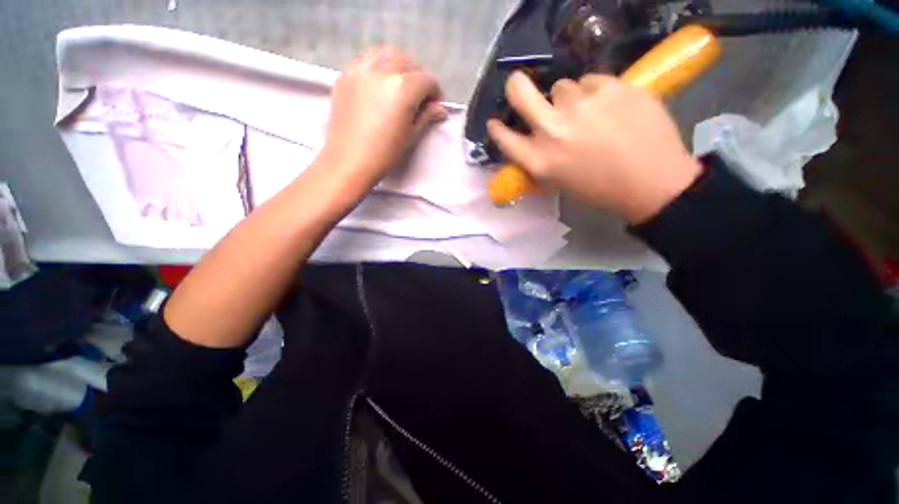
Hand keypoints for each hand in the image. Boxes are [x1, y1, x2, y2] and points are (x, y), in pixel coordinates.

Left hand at [317, 47, 446, 194]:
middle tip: (420, 98)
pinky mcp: (346, 74)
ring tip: (401, 85)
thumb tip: (441, 109)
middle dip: (419, 78)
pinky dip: (379, 64)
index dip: (435, 93)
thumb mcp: (410, 136)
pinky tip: (380, 82)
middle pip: (409, 63)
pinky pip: (368, 58)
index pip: (427, 80)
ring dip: (400, 66)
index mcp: (402, 88)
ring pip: (388, 54)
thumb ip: (426, 117)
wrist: (348, 161)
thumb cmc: (384, 154)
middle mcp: (382, 70)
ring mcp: (360, 68)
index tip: (435, 106)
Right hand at [487, 72, 701, 223]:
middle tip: (519, 86)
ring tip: (588, 112)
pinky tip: (611, 107)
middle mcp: (552, 130)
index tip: (495, 122)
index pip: (504, 138)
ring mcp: (581, 105)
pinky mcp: (610, 87)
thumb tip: (533, 139)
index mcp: (539, 160)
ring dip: (569, 98)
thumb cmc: (600, 189)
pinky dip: (595, 92)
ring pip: (562, 86)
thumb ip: (540, 159)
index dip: (497, 128)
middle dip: (515, 87)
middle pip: (519, 92)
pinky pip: (592, 81)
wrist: (652, 181)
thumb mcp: (559, 182)